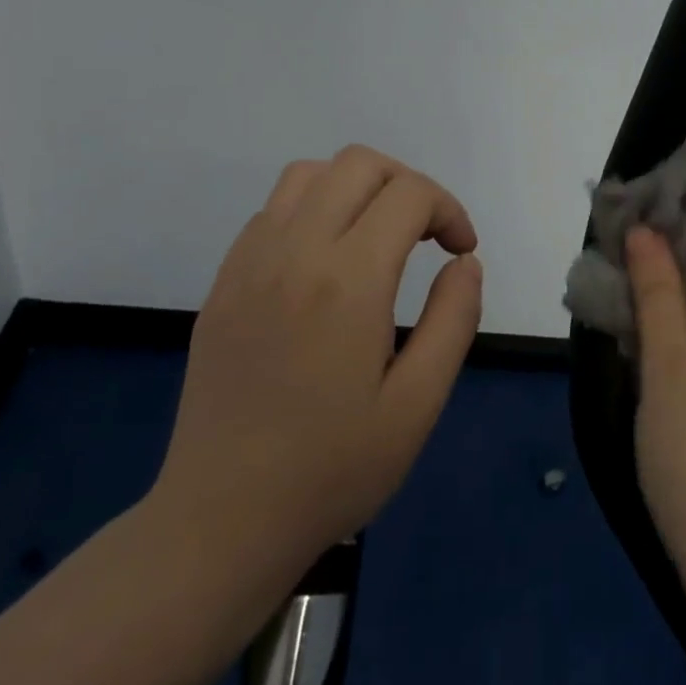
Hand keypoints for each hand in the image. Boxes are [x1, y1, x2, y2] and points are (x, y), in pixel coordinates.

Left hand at [152, 146, 482, 592]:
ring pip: (310, 174)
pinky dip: (315, 210)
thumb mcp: (419, 403)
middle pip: (359, 164)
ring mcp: (249, 263)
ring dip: (358, 188)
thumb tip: (464, 262)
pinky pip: (273, 210)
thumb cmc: (332, 468)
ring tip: (379, 238)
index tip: (461, 252)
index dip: (450, 211)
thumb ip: (454, 318)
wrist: (221, 521)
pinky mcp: (224, 283)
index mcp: (348, 280)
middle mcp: (294, 252)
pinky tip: (328, 264)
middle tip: (428, 236)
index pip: (410, 194)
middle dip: (409, 185)